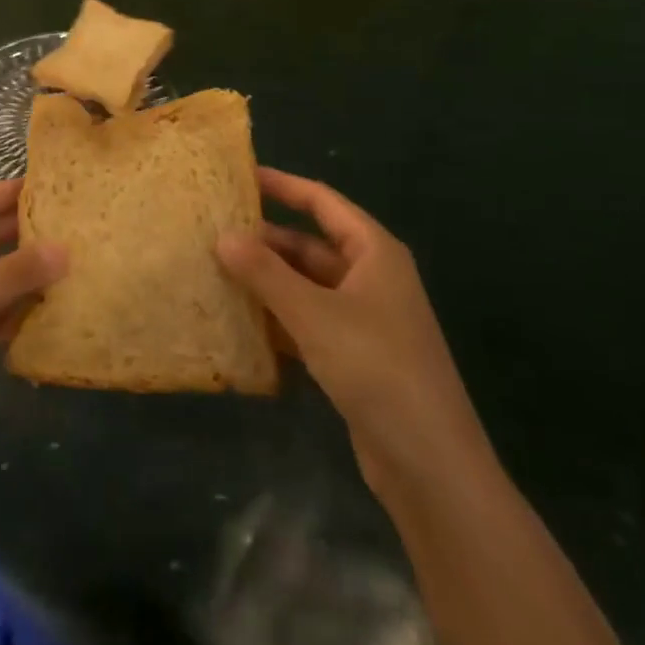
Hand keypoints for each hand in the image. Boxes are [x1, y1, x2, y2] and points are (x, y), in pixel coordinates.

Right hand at [216, 168, 492, 502]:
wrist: (432, 468)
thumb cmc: (377, 369)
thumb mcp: (314, 314)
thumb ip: (265, 273)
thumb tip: (222, 236)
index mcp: (374, 252)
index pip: (321, 201)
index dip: (282, 185)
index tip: (239, 176)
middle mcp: (371, 278)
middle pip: (310, 245)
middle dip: (265, 240)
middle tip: (213, 231)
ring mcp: (364, 319)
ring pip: (306, 285)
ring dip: (267, 281)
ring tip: (216, 271)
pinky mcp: (355, 357)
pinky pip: (308, 321)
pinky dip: (278, 318)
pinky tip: (240, 322)